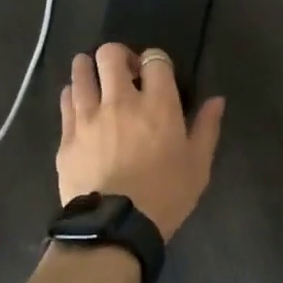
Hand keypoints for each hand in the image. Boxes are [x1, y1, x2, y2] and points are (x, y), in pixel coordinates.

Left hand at [57, 43, 225, 239]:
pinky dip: (73, 94)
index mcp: (158, 105)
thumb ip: (207, 127)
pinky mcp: (67, 135)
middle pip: (110, 54)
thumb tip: (216, 100)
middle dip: (119, 55)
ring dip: (90, 68)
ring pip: (81, 70)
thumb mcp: (198, 165)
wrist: (115, 228)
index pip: (155, 59)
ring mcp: (88, 116)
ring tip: (98, 81)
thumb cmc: (166, 196)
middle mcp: (120, 101)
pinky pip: (65, 100)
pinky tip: (80, 104)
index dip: (155, 61)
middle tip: (125, 73)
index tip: (156, 74)